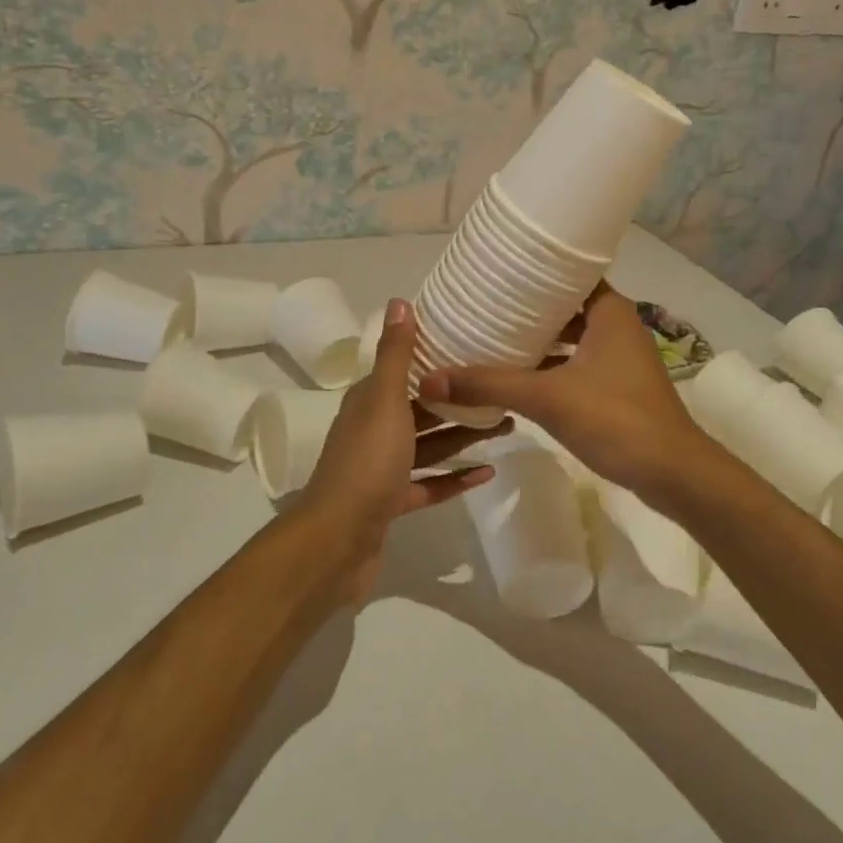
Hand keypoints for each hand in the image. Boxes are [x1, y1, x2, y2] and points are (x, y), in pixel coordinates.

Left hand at [302, 299, 506, 605]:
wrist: (337, 540)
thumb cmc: (366, 462)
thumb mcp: (384, 401)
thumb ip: (396, 355)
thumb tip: (399, 301)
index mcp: (369, 402)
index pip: (403, 371)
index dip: (435, 359)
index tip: (474, 348)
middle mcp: (373, 430)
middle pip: (422, 409)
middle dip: (459, 400)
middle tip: (502, 391)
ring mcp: (382, 470)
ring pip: (429, 446)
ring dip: (462, 435)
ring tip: (506, 425)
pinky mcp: (392, 504)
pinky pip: (429, 485)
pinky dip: (455, 478)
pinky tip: (487, 472)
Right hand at [416, 284, 710, 497]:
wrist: (673, 474)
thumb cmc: (616, 419)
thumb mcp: (547, 398)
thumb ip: (490, 385)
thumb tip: (429, 379)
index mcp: (609, 311)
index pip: (568, 272)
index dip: (533, 270)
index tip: (495, 270)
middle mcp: (617, 325)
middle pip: (566, 305)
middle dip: (528, 306)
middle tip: (484, 303)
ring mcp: (620, 357)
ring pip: (571, 336)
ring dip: (539, 338)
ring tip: (493, 335)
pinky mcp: (618, 386)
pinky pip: (577, 362)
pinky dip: (551, 364)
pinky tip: (520, 376)